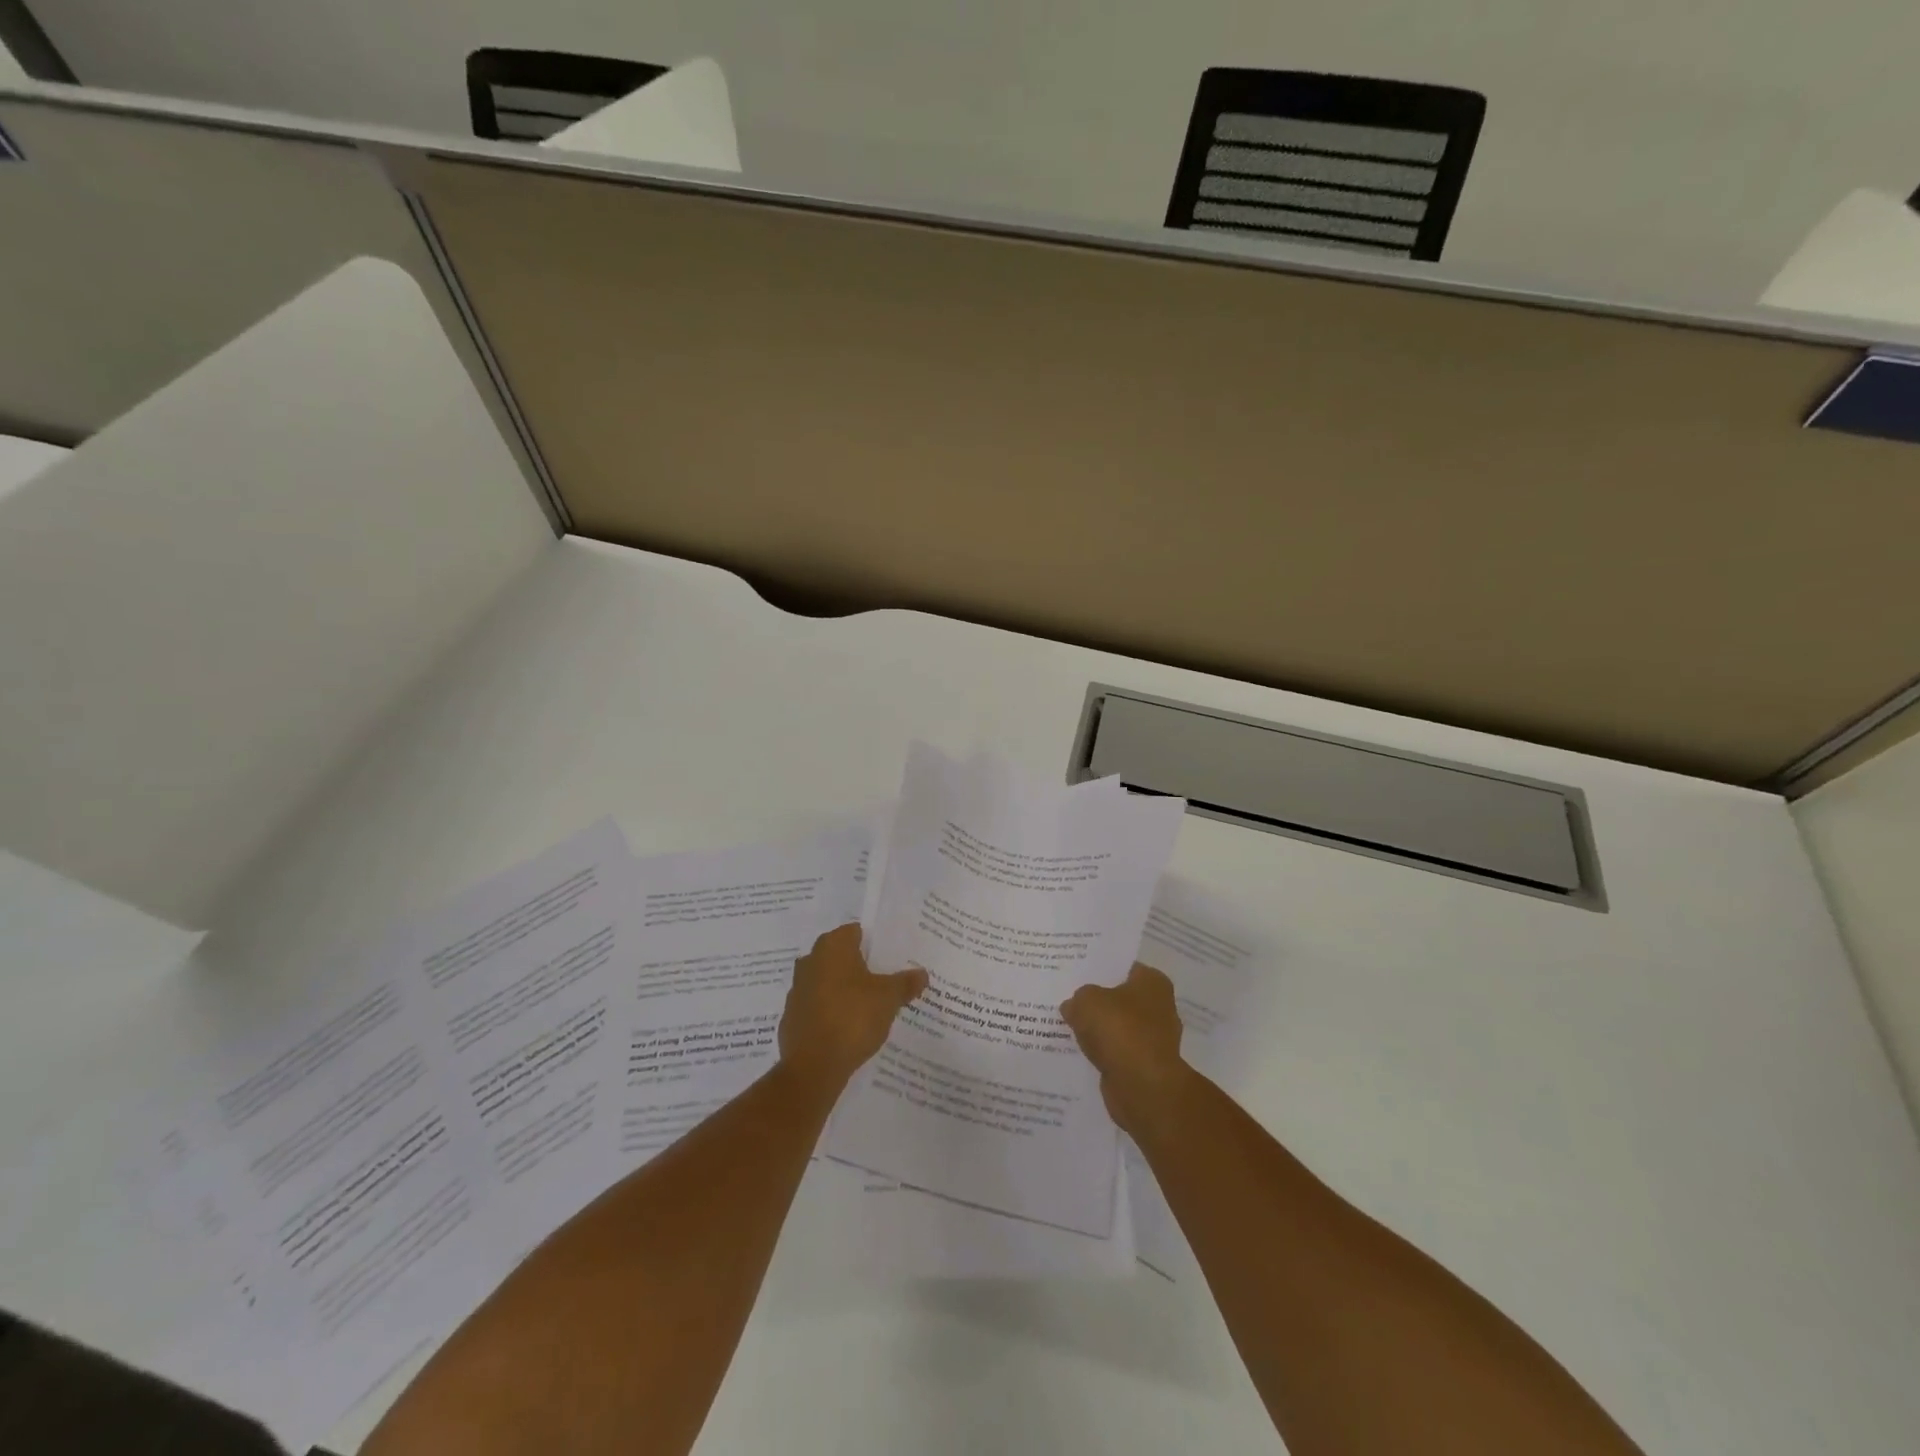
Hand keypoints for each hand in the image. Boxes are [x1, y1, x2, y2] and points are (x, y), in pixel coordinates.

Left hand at [778, 924, 926, 1093]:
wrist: (813, 1066)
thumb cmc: (853, 1017)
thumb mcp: (889, 998)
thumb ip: (905, 983)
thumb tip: (922, 974)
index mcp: (832, 947)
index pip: (855, 932)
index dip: (875, 943)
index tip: (892, 956)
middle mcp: (810, 961)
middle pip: (840, 957)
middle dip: (860, 966)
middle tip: (885, 979)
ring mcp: (797, 990)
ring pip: (827, 982)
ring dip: (844, 990)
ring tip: (870, 1005)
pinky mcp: (792, 1018)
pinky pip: (817, 1007)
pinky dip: (831, 1012)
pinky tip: (849, 1028)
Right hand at [1061, 962, 1191, 1137]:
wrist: (1142, 1087)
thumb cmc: (1119, 1030)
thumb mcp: (1086, 1001)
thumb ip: (1078, 998)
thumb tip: (1073, 1006)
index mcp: (1153, 982)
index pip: (1123, 967)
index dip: (1099, 969)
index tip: (1076, 973)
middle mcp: (1159, 1007)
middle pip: (1121, 998)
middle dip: (1098, 1000)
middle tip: (1069, 998)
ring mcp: (1154, 1039)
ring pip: (1118, 1027)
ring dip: (1099, 1030)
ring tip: (1068, 1026)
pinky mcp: (1145, 1066)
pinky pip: (1117, 1052)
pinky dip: (1103, 1053)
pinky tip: (1080, 1052)